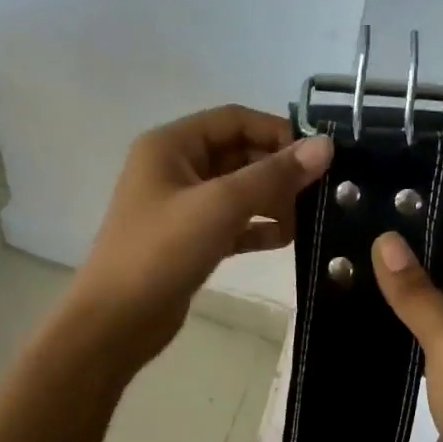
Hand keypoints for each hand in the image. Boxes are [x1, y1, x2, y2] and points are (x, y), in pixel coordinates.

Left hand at [68, 106, 333, 368]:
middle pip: (239, 153)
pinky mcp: (191, 240)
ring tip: (309, 217)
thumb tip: (326, 145)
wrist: (116, 321)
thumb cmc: (162, 251)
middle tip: (321, 190)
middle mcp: (176, 167)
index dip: (277, 131)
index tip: (319, 155)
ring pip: (239, 190)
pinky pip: (233, 222)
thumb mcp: (220, 205)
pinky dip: (259, 227)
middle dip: (279, 170)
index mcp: (172, 145)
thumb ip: (274, 174)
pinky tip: (288, 239)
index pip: (235, 120)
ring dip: (273, 199)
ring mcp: (182, 206)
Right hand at [370, 226, 442, 441]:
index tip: (371, 226)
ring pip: (441, 300)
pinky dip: (410, 324)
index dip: (422, 233)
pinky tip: (370, 318)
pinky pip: (437, 330)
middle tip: (351, 252)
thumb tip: (385, 240)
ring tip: (351, 279)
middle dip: (407, 264)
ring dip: (405, 295)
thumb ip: (417, 292)